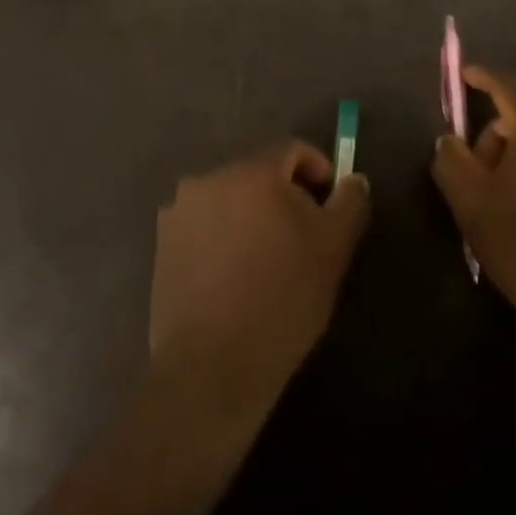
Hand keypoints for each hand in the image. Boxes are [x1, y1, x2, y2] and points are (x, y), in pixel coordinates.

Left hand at [150, 142, 371, 433]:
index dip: (316, 171)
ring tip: (265, 260)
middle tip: (300, 237)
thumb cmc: (283, 299)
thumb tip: (353, 179)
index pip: (291, 150)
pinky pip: (203, 224)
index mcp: (251, 172)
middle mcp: (208, 180)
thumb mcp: (333, 249)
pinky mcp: (162, 243)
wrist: (213, 364)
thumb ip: (349, 203)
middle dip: (282, 196)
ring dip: (250, 216)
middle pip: (257, 173)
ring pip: (228, 200)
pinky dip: (222, 236)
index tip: (328, 205)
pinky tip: (233, 275)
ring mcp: (178, 211)